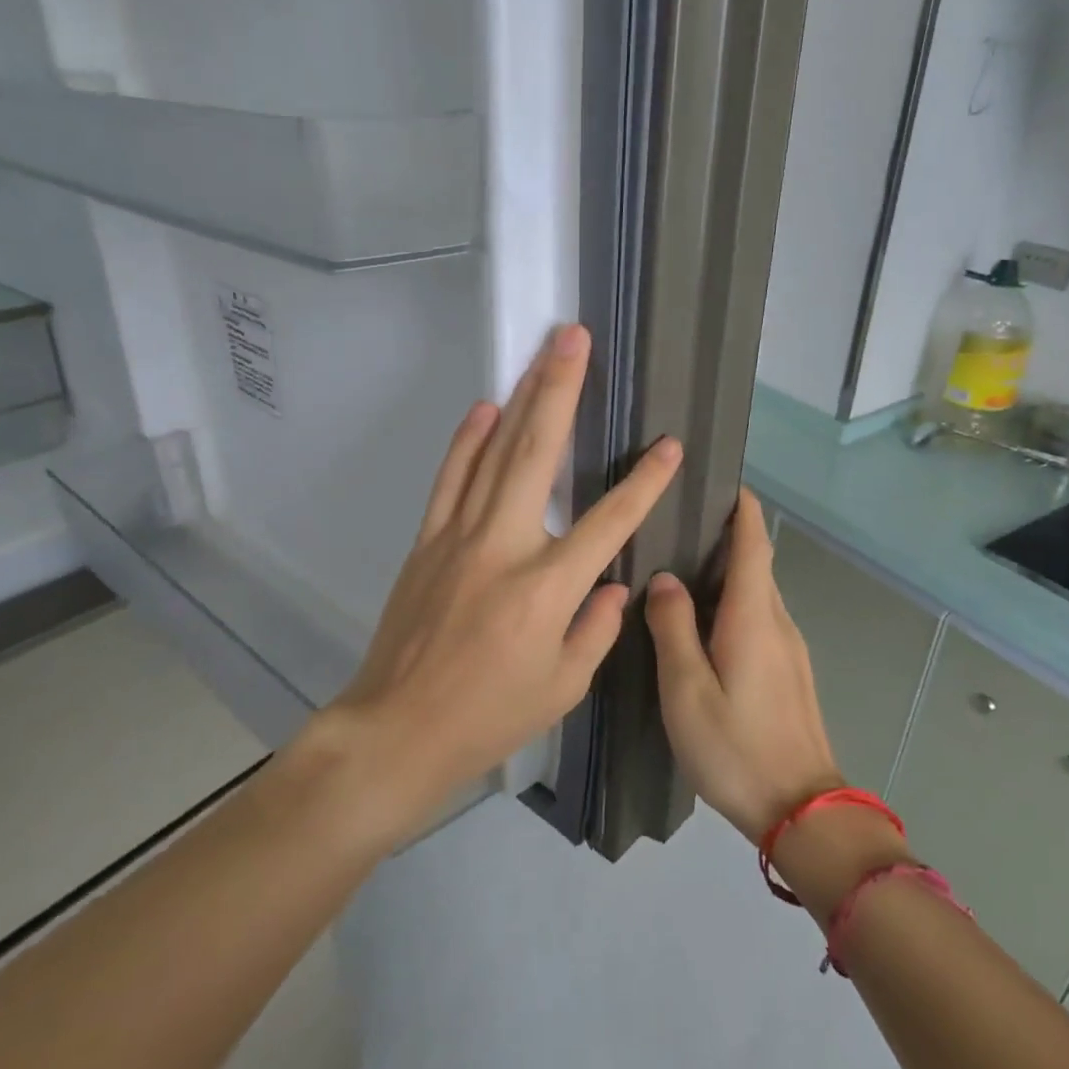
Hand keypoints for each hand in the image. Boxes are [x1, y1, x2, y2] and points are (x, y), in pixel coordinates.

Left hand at [316, 325, 682, 843]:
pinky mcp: (427, 542)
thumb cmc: (488, 717)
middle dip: (560, 391)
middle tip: (574, 339)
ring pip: (493, 454)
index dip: (644, 483)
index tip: (670, 446)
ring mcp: (458, 538)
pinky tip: (484, 409)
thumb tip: (615, 584)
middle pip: (536, 455)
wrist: (397, 729)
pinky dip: (466, 441)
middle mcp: (503, 547)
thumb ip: (596, 627)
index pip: (608, 522)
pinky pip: (450, 479)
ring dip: (518, 399)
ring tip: (540, 356)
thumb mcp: (562, 686)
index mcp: (546, 589)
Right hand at [645, 489, 843, 842]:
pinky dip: (735, 605)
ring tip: (681, 572)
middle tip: (677, 527)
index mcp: (753, 617)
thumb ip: (673, 628)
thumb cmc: (736, 747)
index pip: (754, 544)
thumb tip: (665, 580)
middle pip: (756, 565)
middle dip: (726, 538)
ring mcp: (790, 650)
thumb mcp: (687, 689)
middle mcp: (778, 623)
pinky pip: (761, 620)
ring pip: (758, 595)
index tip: (722, 482)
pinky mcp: (790, 674)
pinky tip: (704, 626)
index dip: (742, 509)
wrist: (803, 812)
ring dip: (729, 574)